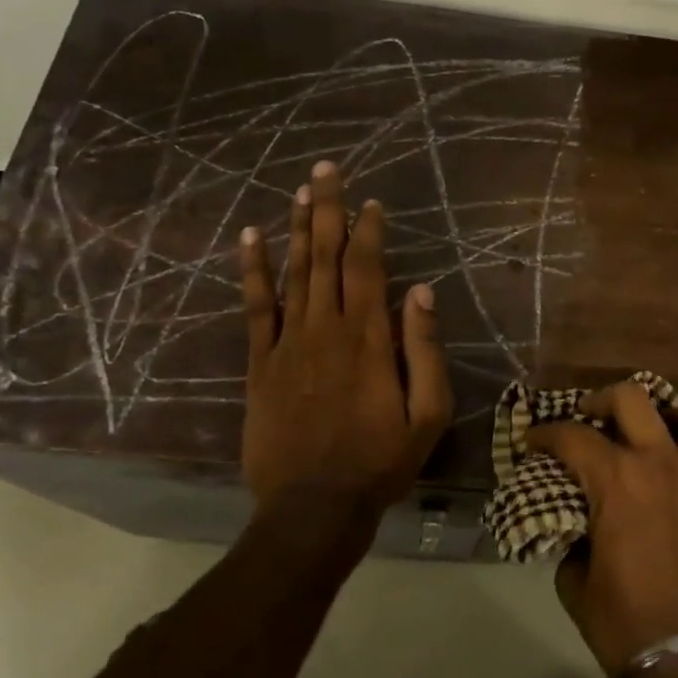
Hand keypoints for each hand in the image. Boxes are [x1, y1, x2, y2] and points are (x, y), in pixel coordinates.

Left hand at [237, 160, 452, 509]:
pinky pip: (255, 308)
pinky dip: (252, 271)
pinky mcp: (261, 364)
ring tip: (299, 190)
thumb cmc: (380, 462)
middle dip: (327, 209)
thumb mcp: (427, 415)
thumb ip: (424, 350)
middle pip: (325, 257)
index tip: (372, 202)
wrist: (313, 508)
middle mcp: (325, 329)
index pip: (367, 267)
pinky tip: (250, 239)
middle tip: (327, 169)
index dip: (369, 230)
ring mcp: (288, 344)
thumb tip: (421, 292)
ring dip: (296, 229)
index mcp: (368, 339)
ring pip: (292, 273)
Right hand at [528, 383, 677, 677]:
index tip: (533, 442)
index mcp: (618, 480)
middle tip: (592, 417)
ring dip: (676, 418)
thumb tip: (580, 531)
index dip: (545, 434)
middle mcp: (664, 464)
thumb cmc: (628, 626)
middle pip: (633, 398)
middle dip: (603, 400)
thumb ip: (573, 543)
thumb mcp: (577, 586)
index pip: (572, 436)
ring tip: (662, 435)